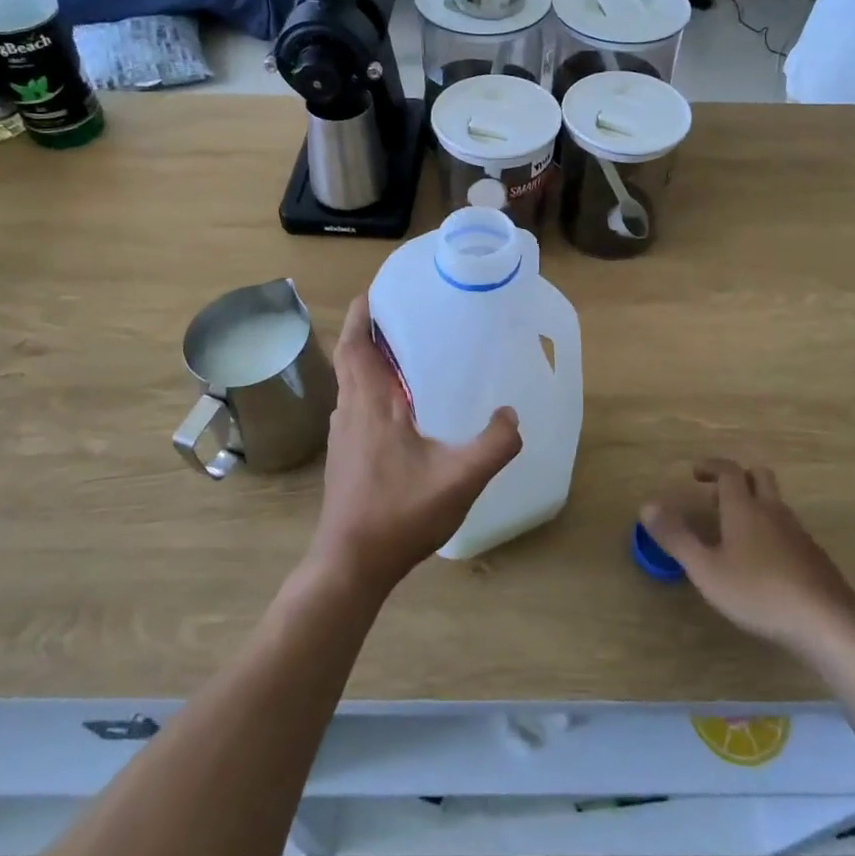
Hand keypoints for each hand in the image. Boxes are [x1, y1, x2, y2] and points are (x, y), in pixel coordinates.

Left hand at [307, 296, 521, 597]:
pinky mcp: (344, 457)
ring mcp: (342, 436)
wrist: (350, 565)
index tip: (373, 291)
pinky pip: (355, 406)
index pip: (355, 346)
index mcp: (370, 405)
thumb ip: (494, 444)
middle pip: (350, 359)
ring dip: (367, 362)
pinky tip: (400, 408)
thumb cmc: (399, 514)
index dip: (358, 315)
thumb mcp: (459, 479)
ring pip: (350, 384)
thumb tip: (512, 414)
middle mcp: (349, 412)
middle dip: (365, 332)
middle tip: (398, 315)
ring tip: (402, 353)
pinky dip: (370, 390)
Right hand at [642, 460, 854, 652]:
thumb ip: (677, 537)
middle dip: (738, 479)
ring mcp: (798, 533)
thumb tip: (647, 505)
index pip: (729, 471)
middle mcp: (773, 511)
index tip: (695, 471)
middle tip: (716, 496)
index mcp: (745, 508)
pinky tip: (763, 563)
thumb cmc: (759, 592)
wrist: (828, 623)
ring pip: (775, 504)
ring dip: (755, 505)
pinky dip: (771, 531)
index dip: (711, 466)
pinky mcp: (814, 557)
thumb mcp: (706, 569)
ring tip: (734, 533)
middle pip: (759, 477)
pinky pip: (788, 529)